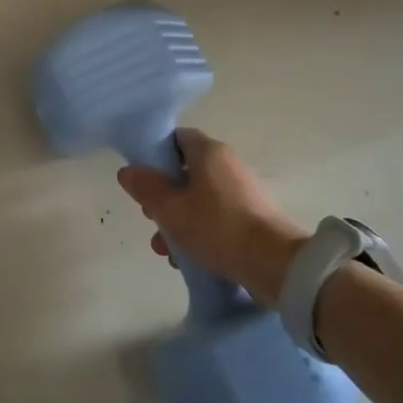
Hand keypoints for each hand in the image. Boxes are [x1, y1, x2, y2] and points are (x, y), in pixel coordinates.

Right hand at [116, 129, 307, 301]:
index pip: (176, 138)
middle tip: (150, 217)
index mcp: (209, 153)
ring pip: (197, 200)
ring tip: (165, 250)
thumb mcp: (170, 208)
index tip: (142, 178)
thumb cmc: (217, 227)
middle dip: (162, 197)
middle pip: (185, 172)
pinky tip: (187, 258)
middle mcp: (228, 165)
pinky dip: (198, 233)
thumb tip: (127, 170)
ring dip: (177, 221)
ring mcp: (242, 193)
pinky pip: (215, 218)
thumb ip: (145, 187)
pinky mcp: (251, 218)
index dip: (155, 154)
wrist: (275, 264)